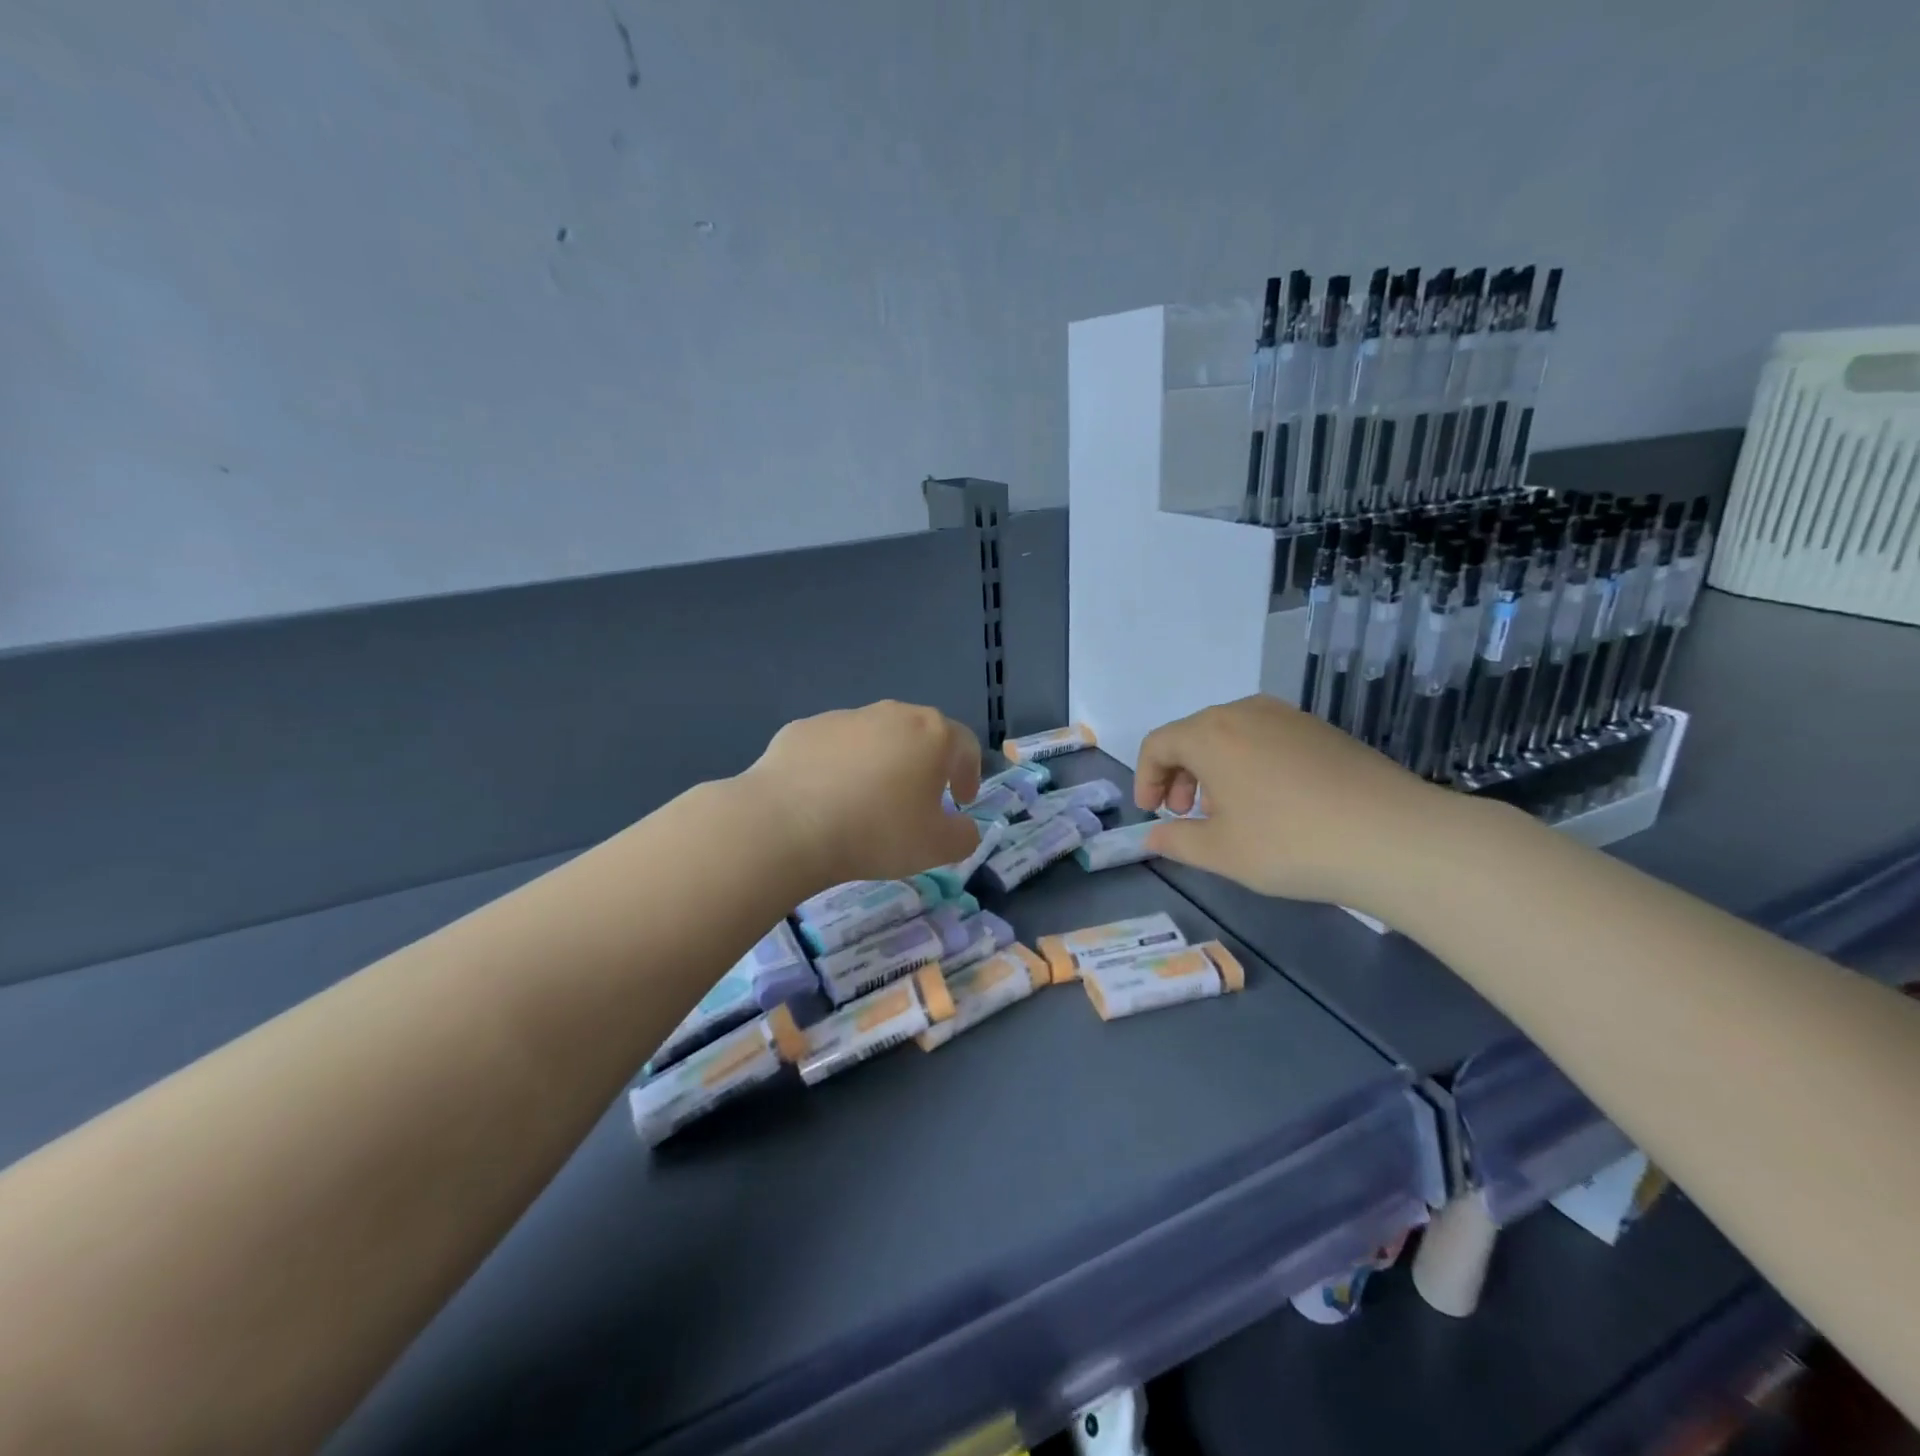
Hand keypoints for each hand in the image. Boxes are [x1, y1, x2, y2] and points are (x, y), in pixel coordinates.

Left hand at [743, 701, 982, 890]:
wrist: (787, 823)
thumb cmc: (876, 832)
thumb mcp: (936, 848)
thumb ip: (963, 836)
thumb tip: (963, 826)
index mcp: (931, 734)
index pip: (965, 745)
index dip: (969, 773)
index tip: (961, 800)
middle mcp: (891, 714)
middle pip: (919, 733)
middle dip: (925, 764)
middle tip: (919, 799)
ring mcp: (844, 717)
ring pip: (874, 737)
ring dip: (880, 763)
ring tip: (867, 801)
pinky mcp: (803, 728)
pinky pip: (832, 747)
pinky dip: (838, 767)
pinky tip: (825, 798)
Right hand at [1136, 694, 1463, 908]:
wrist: (1396, 837)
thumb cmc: (1290, 843)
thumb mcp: (1221, 853)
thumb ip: (1176, 841)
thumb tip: (1154, 836)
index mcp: (1210, 734)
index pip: (1158, 744)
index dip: (1146, 778)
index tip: (1152, 813)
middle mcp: (1245, 712)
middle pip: (1193, 734)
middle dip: (1179, 774)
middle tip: (1184, 813)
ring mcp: (1288, 717)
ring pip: (1231, 735)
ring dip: (1214, 769)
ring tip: (1227, 811)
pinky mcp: (1322, 730)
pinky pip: (1266, 738)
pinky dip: (1249, 764)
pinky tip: (1271, 803)